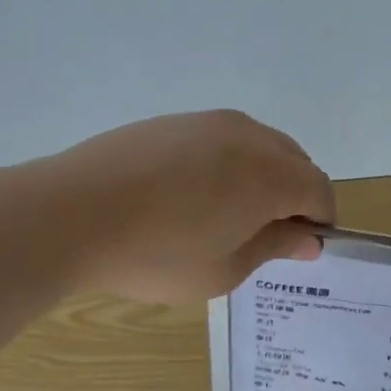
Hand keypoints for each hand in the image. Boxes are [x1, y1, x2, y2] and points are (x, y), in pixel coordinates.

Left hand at [50, 110, 334, 302]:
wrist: (70, 214)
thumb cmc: (157, 255)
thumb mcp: (225, 268)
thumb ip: (275, 246)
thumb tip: (309, 238)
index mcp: (271, 174)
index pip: (319, 190)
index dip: (320, 221)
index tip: (300, 249)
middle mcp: (248, 136)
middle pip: (295, 161)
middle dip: (294, 196)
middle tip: (265, 236)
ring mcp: (207, 122)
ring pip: (258, 146)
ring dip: (261, 177)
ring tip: (227, 215)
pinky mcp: (172, 121)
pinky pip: (221, 140)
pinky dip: (227, 164)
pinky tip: (191, 195)